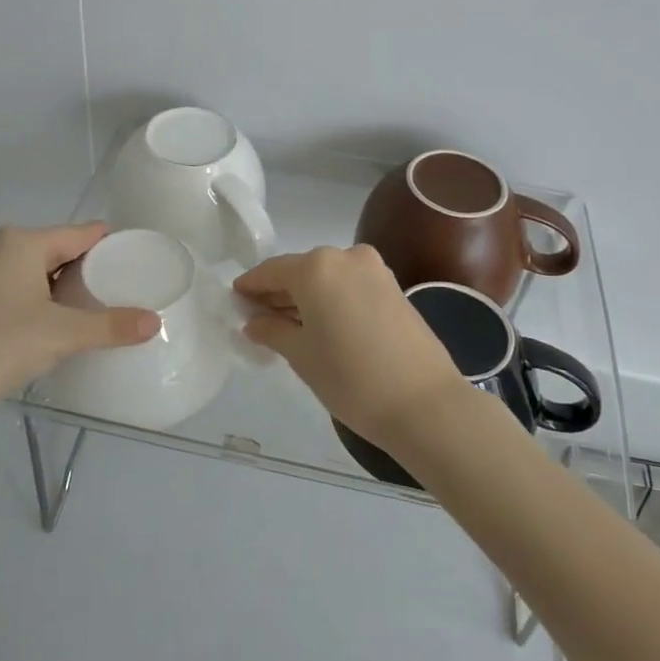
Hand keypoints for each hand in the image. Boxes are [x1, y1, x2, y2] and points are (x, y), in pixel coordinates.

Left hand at [0, 223, 158, 434]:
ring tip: (83, 314)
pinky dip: (31, 297)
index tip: (134, 265)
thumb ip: (111, 326)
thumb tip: (155, 322)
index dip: (110, 246)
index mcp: (20, 242)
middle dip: (84, 270)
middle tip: (113, 297)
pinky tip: (41, 325)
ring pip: (30, 268)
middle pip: (56, 249)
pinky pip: (8, 284)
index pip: (80, 233)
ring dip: (56, 287)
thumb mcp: (61, 336)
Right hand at [234, 245, 464, 448]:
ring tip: (287, 326)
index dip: (250, 287)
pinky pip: (349, 286)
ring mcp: (375, 270)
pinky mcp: (394, 287)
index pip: (271, 271)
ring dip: (306, 297)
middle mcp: (345, 256)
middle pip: (300, 271)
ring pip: (327, 278)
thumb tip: (253, 322)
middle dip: (278, 293)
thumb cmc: (351, 378)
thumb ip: (273, 331)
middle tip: (257, 319)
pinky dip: (331, 299)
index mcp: (316, 267)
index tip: (234, 302)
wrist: (425, 404)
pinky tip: (321, 325)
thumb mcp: (302, 356)